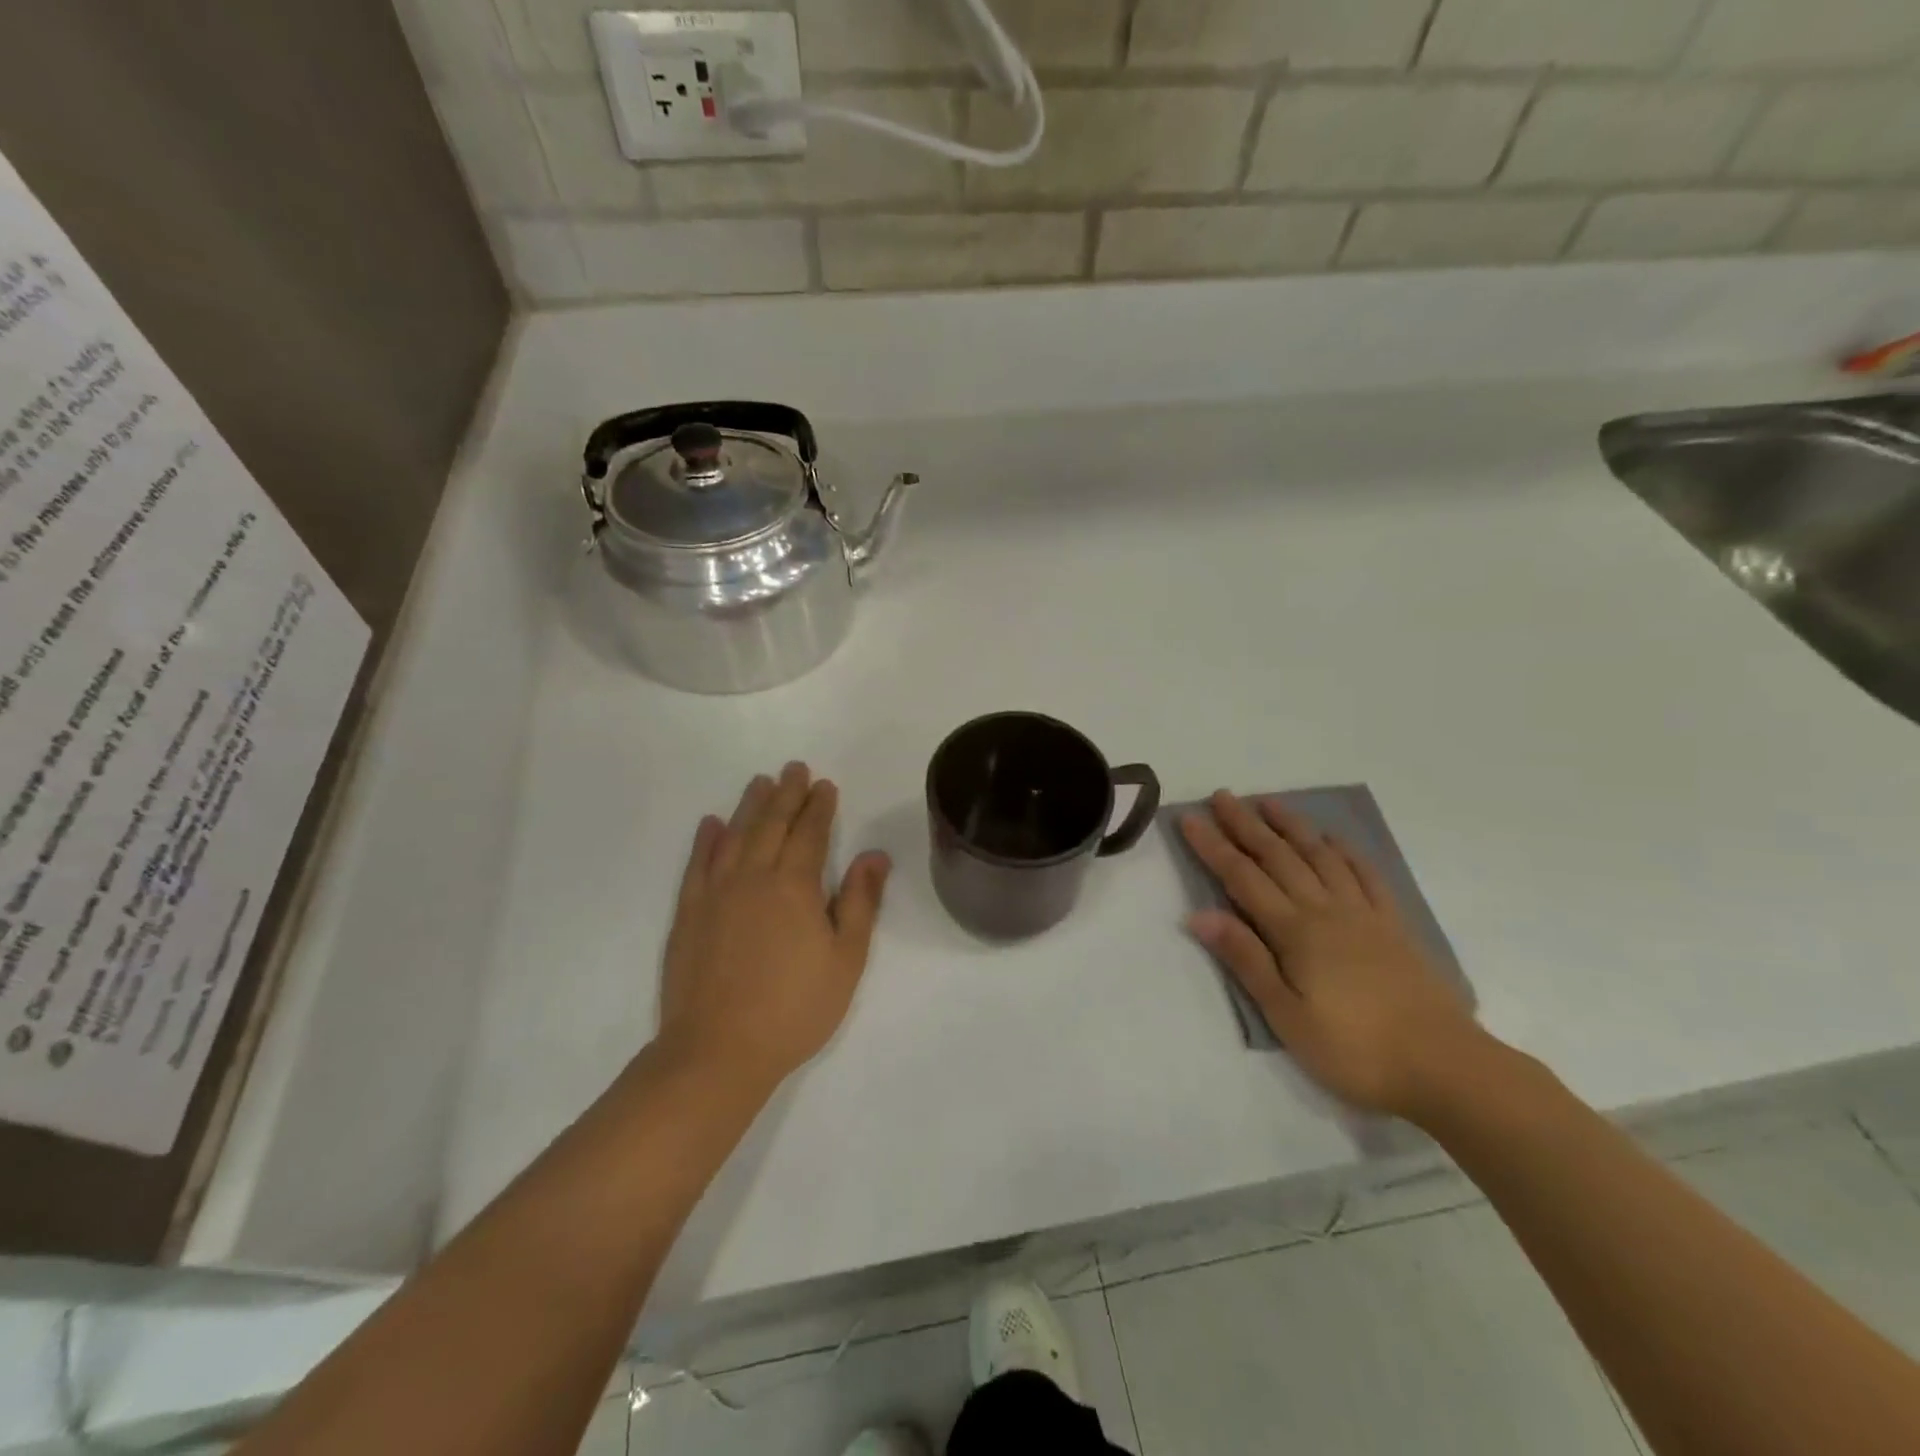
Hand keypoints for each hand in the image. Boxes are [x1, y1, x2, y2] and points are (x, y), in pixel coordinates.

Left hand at [658, 763, 891, 1092]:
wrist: (718, 1051)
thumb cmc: (795, 1008)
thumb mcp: (845, 959)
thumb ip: (860, 902)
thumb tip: (874, 855)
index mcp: (794, 886)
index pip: (809, 833)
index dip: (819, 807)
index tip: (825, 785)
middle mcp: (753, 878)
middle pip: (771, 825)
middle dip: (786, 794)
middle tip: (794, 768)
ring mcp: (715, 894)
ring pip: (734, 836)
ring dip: (749, 806)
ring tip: (759, 782)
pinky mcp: (688, 915)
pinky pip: (697, 866)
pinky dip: (705, 841)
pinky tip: (711, 825)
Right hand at [1181, 791, 1486, 1119]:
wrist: (1445, 1066)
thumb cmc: (1354, 1049)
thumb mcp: (1286, 1015)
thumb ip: (1245, 959)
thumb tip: (1198, 914)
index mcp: (1295, 931)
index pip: (1242, 877)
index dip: (1213, 846)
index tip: (1189, 818)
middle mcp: (1325, 910)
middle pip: (1278, 857)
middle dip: (1246, 825)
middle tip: (1222, 796)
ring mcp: (1363, 914)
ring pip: (1319, 856)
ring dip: (1291, 827)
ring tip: (1269, 802)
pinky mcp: (1394, 926)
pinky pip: (1366, 876)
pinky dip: (1346, 852)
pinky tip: (1334, 840)